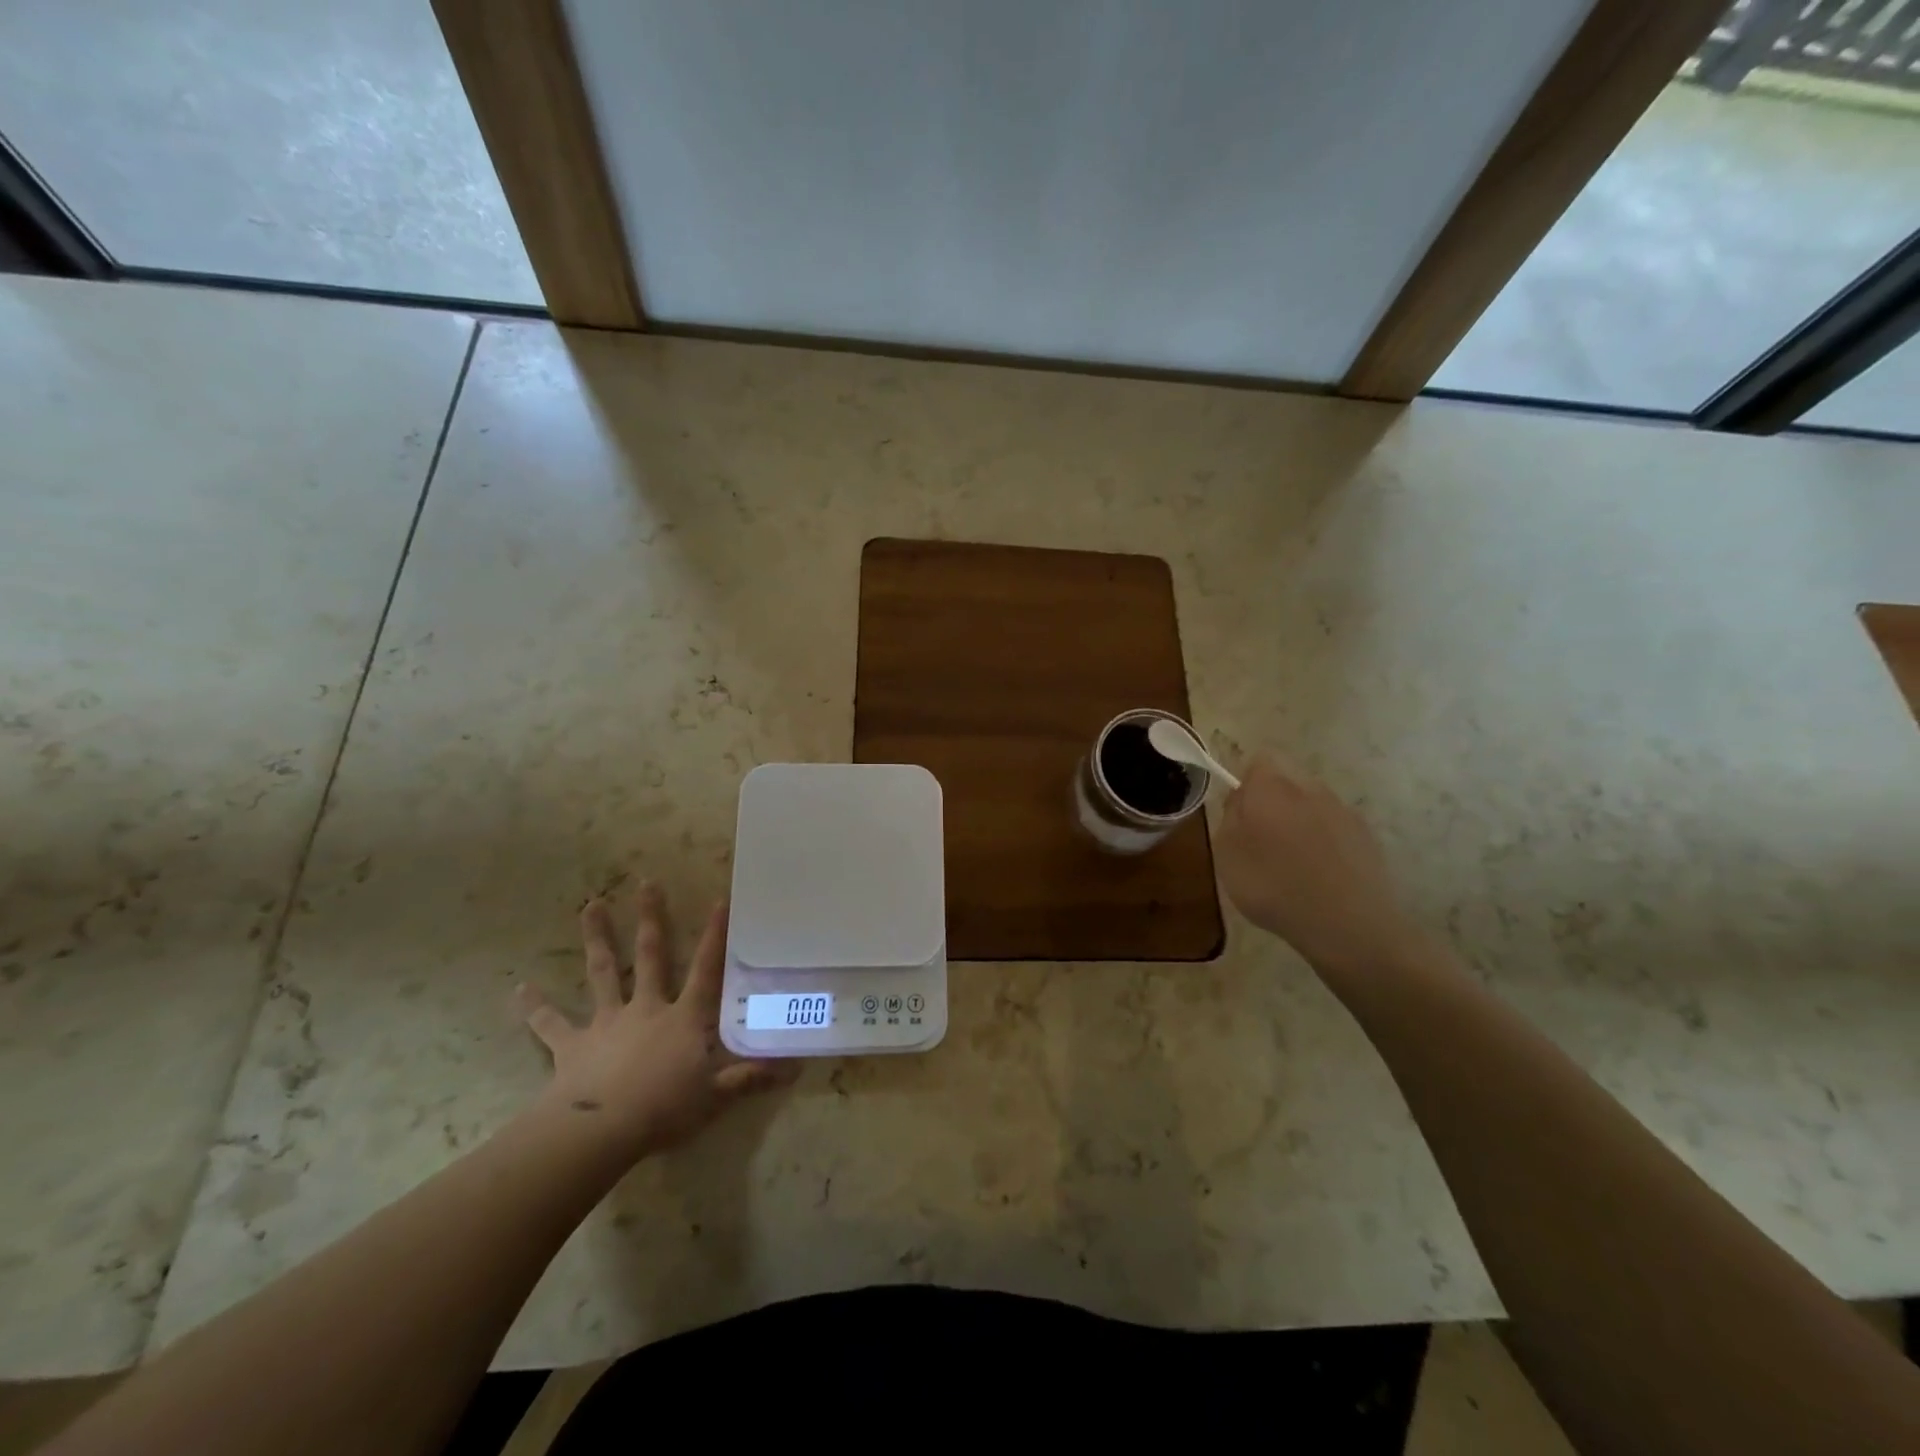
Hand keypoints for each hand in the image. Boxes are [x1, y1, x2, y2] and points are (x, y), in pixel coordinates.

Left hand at [517, 885, 789, 1161]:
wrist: (601, 1130)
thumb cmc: (665, 1108)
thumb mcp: (715, 1096)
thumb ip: (750, 1078)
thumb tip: (795, 1067)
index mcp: (683, 1018)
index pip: (706, 970)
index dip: (715, 936)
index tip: (719, 900)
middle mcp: (646, 1008)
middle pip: (650, 955)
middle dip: (651, 918)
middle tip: (646, 882)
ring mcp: (607, 1022)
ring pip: (602, 972)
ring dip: (597, 938)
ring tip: (589, 905)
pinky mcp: (572, 1045)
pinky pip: (551, 1024)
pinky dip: (536, 1008)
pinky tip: (520, 990)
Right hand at [1215, 756, 1428, 977]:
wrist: (1347, 924)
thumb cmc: (1273, 886)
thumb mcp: (1227, 854)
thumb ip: (1229, 816)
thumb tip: (1240, 798)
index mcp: (1271, 787)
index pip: (1258, 760)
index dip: (1247, 781)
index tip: (1240, 812)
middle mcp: (1310, 788)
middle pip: (1287, 779)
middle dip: (1273, 799)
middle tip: (1260, 838)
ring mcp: (1343, 810)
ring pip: (1312, 802)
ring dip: (1299, 820)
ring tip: (1292, 861)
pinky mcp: (1365, 835)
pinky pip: (1334, 826)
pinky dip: (1324, 841)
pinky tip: (1320, 874)